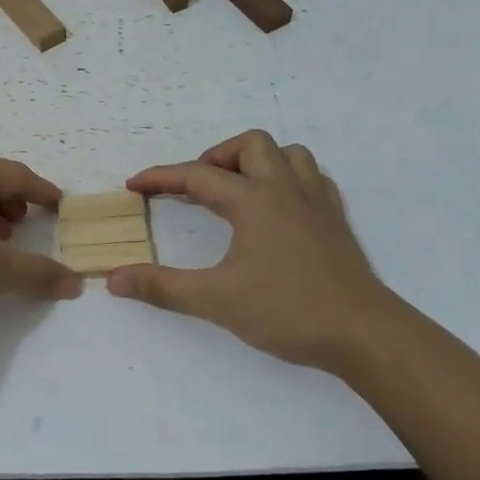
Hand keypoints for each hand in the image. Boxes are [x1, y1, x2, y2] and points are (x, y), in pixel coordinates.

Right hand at [107, 130, 402, 369]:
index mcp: (254, 201)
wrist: (365, 334)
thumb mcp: (217, 300)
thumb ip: (162, 287)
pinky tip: (278, 207)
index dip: (161, 177)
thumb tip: (114, 279)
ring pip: (289, 154)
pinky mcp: (336, 221)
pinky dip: (289, 178)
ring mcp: (317, 202)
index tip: (134, 185)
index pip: (197, 175)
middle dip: (216, 158)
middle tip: (197, 188)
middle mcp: (286, 190)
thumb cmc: (288, 311)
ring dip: (258, 162)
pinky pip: (312, 178)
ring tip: (238, 190)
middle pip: (250, 145)